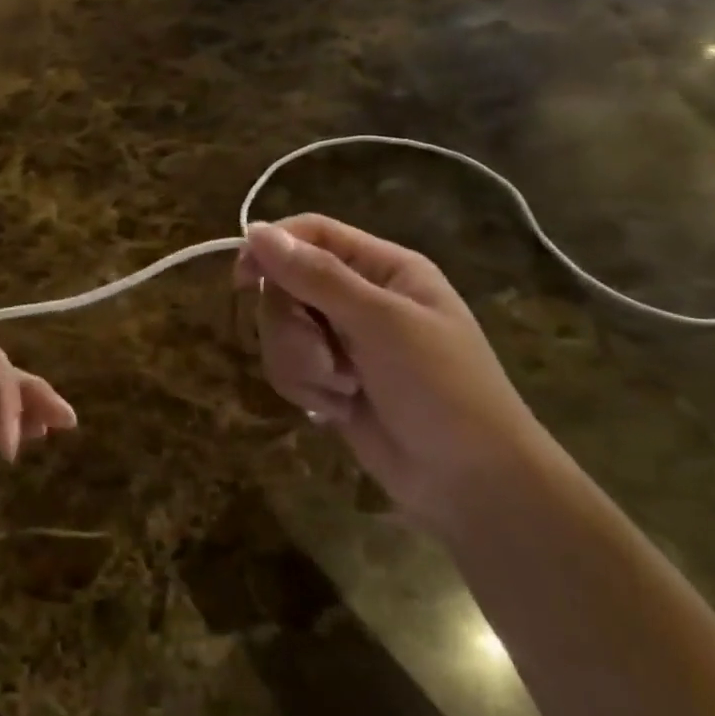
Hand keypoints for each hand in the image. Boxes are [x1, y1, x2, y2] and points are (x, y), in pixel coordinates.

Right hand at [237, 215, 551, 529]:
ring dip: (301, 363)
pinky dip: (306, 388)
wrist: (471, 483)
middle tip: (326, 358)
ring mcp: (343, 340)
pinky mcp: (330, 379)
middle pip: (285, 285)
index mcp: (383, 268)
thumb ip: (317, 277)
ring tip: (342, 389)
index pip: (311, 234)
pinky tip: (339, 408)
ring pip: (281, 330)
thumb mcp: (382, 324)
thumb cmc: (442, 390)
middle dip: (293, 327)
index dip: (272, 248)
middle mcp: (359, 296)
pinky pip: (288, 366)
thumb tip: (254, 231)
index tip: (243, 279)